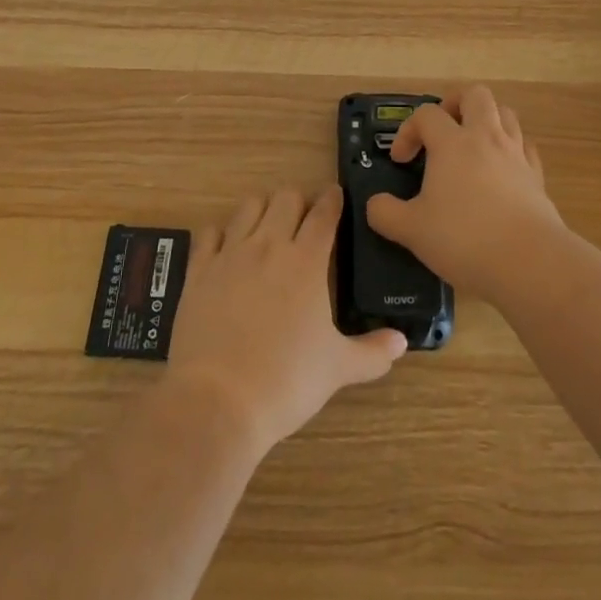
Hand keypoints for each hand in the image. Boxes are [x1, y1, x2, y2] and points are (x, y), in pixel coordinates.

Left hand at [167, 185, 406, 454]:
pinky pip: (208, 234)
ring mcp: (230, 255)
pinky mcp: (199, 271)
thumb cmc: (286, 382)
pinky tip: (225, 247)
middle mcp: (269, 246)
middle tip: (304, 219)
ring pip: (248, 206)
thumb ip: (372, 352)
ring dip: (262, 209)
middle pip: (285, 198)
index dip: (332, 199)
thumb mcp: (337, 369)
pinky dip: (220, 234)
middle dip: (298, 201)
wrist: (217, 402)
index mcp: (306, 261)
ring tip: (267, 226)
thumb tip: (402, 341)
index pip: (324, 212)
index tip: (336, 196)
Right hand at [364, 85, 562, 300]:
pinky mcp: (537, 175)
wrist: (529, 261)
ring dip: (486, 121)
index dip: (408, 131)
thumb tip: (375, 204)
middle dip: (455, 104)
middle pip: (475, 95)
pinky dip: (511, 149)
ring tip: (472, 145)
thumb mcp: (412, 230)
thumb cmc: (464, 239)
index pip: (426, 114)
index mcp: (452, 143)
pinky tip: (502, 170)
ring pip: (505, 113)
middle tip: (442, 130)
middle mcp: (486, 138)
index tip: (401, 160)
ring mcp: (516, 154)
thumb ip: (386, 213)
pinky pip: (525, 146)